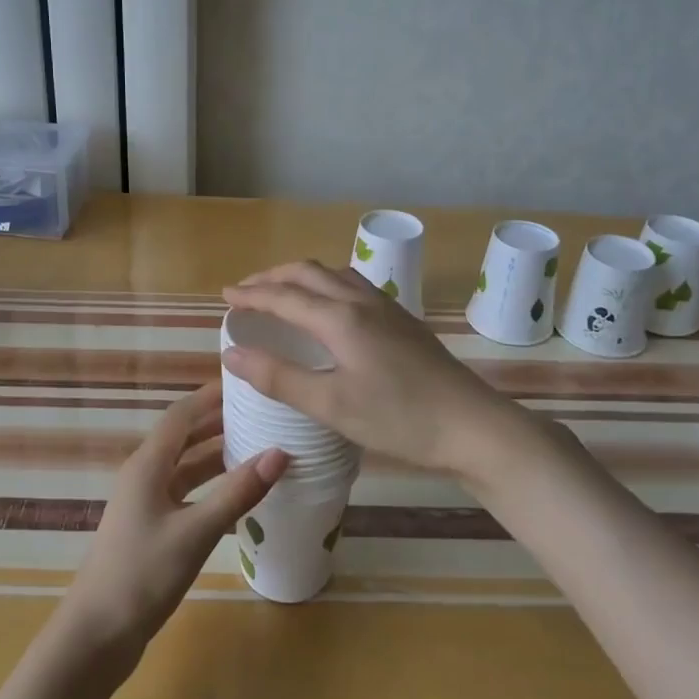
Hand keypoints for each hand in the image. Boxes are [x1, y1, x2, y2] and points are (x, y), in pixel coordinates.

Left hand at [60, 383, 287, 668]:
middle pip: (184, 436)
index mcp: (148, 464)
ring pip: (186, 466)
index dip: (211, 395)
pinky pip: (185, 492)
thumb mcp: (195, 532)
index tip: (247, 382)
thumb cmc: (142, 575)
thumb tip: (280, 453)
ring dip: (217, 454)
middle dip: (219, 422)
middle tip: (263, 413)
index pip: (182, 414)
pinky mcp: (151, 528)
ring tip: (259, 446)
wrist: (95, 636)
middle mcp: (145, 475)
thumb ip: (237, 492)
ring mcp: (146, 503)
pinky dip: (210, 486)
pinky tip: (237, 494)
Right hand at [221, 261, 511, 477]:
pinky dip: (327, 285)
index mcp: (340, 318)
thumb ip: (279, 377)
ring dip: (302, 277)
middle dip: (273, 277)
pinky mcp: (404, 321)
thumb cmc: (399, 418)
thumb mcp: (332, 405)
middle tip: (247, 291)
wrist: (473, 426)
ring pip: (335, 274)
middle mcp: (362, 301)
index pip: (284, 296)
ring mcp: (387, 308)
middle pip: (309, 273)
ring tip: (283, 292)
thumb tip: (232, 352)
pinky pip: (355, 285)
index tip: (225, 296)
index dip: (251, 295)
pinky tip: (332, 308)